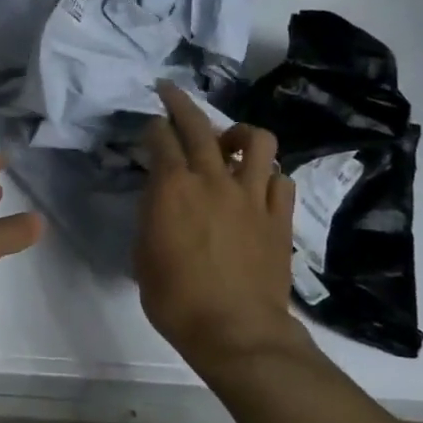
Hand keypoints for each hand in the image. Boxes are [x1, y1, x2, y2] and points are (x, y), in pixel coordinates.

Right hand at [135, 82, 316, 371]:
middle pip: (199, 125)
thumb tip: (160, 203)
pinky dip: (267, 175)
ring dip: (239, 133)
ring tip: (230, 142)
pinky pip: (279, 179)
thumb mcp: (143, 256)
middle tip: (170, 91)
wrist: (235, 331)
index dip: (152, 126)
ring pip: (256, 141)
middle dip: (180, 102)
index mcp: (172, 188)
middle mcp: (213, 179)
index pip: (161, 138)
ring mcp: (251, 195)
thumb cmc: (176, 299)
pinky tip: (258, 185)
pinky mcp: (278, 215)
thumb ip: (151, 218)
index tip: (148, 125)